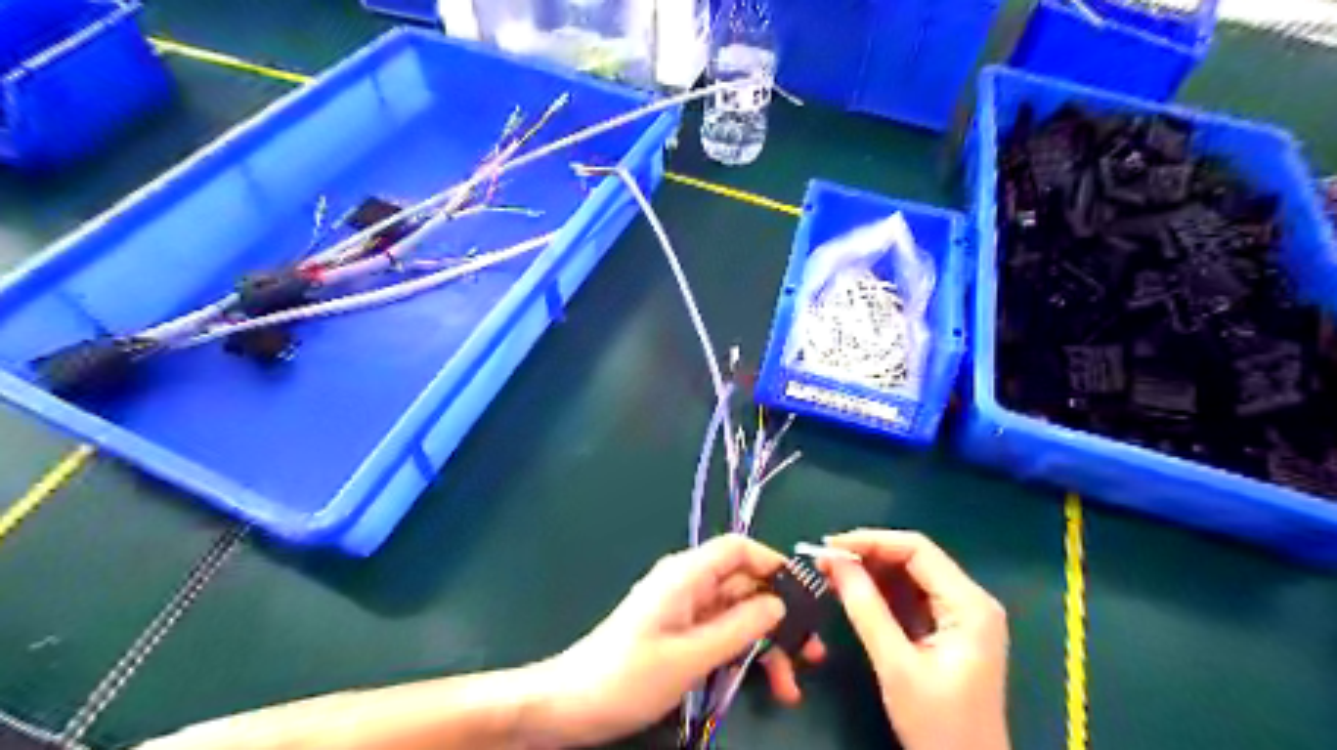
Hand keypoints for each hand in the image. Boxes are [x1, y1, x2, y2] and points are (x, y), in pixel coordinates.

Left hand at [522, 535, 827, 747]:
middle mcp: (688, 584)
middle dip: (779, 616)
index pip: (738, 549)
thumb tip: (778, 603)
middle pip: (744, 585)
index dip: (774, 564)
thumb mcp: (690, 656)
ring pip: (736, 615)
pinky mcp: (678, 633)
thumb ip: (739, 627)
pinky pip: (720, 634)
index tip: (805, 596)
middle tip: (812, 653)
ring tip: (791, 687)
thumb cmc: (628, 675)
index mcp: (687, 575)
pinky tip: (762, 685)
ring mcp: (683, 610)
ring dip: (765, 645)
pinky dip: (742, 655)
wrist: (569, 705)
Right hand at [820, 531, 1007, 749]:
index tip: (830, 546)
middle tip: (825, 560)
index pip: (917, 550)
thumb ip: (866, 610)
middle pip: (915, 558)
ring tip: (832, 573)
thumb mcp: (896, 666)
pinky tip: (853, 591)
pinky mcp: (949, 628)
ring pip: (910, 574)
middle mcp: (971, 600)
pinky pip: (911, 595)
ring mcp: (962, 614)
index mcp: (970, 605)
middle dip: (868, 555)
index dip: (871, 541)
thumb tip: (834, 562)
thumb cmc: (938, 726)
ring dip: (871, 571)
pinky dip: (881, 591)